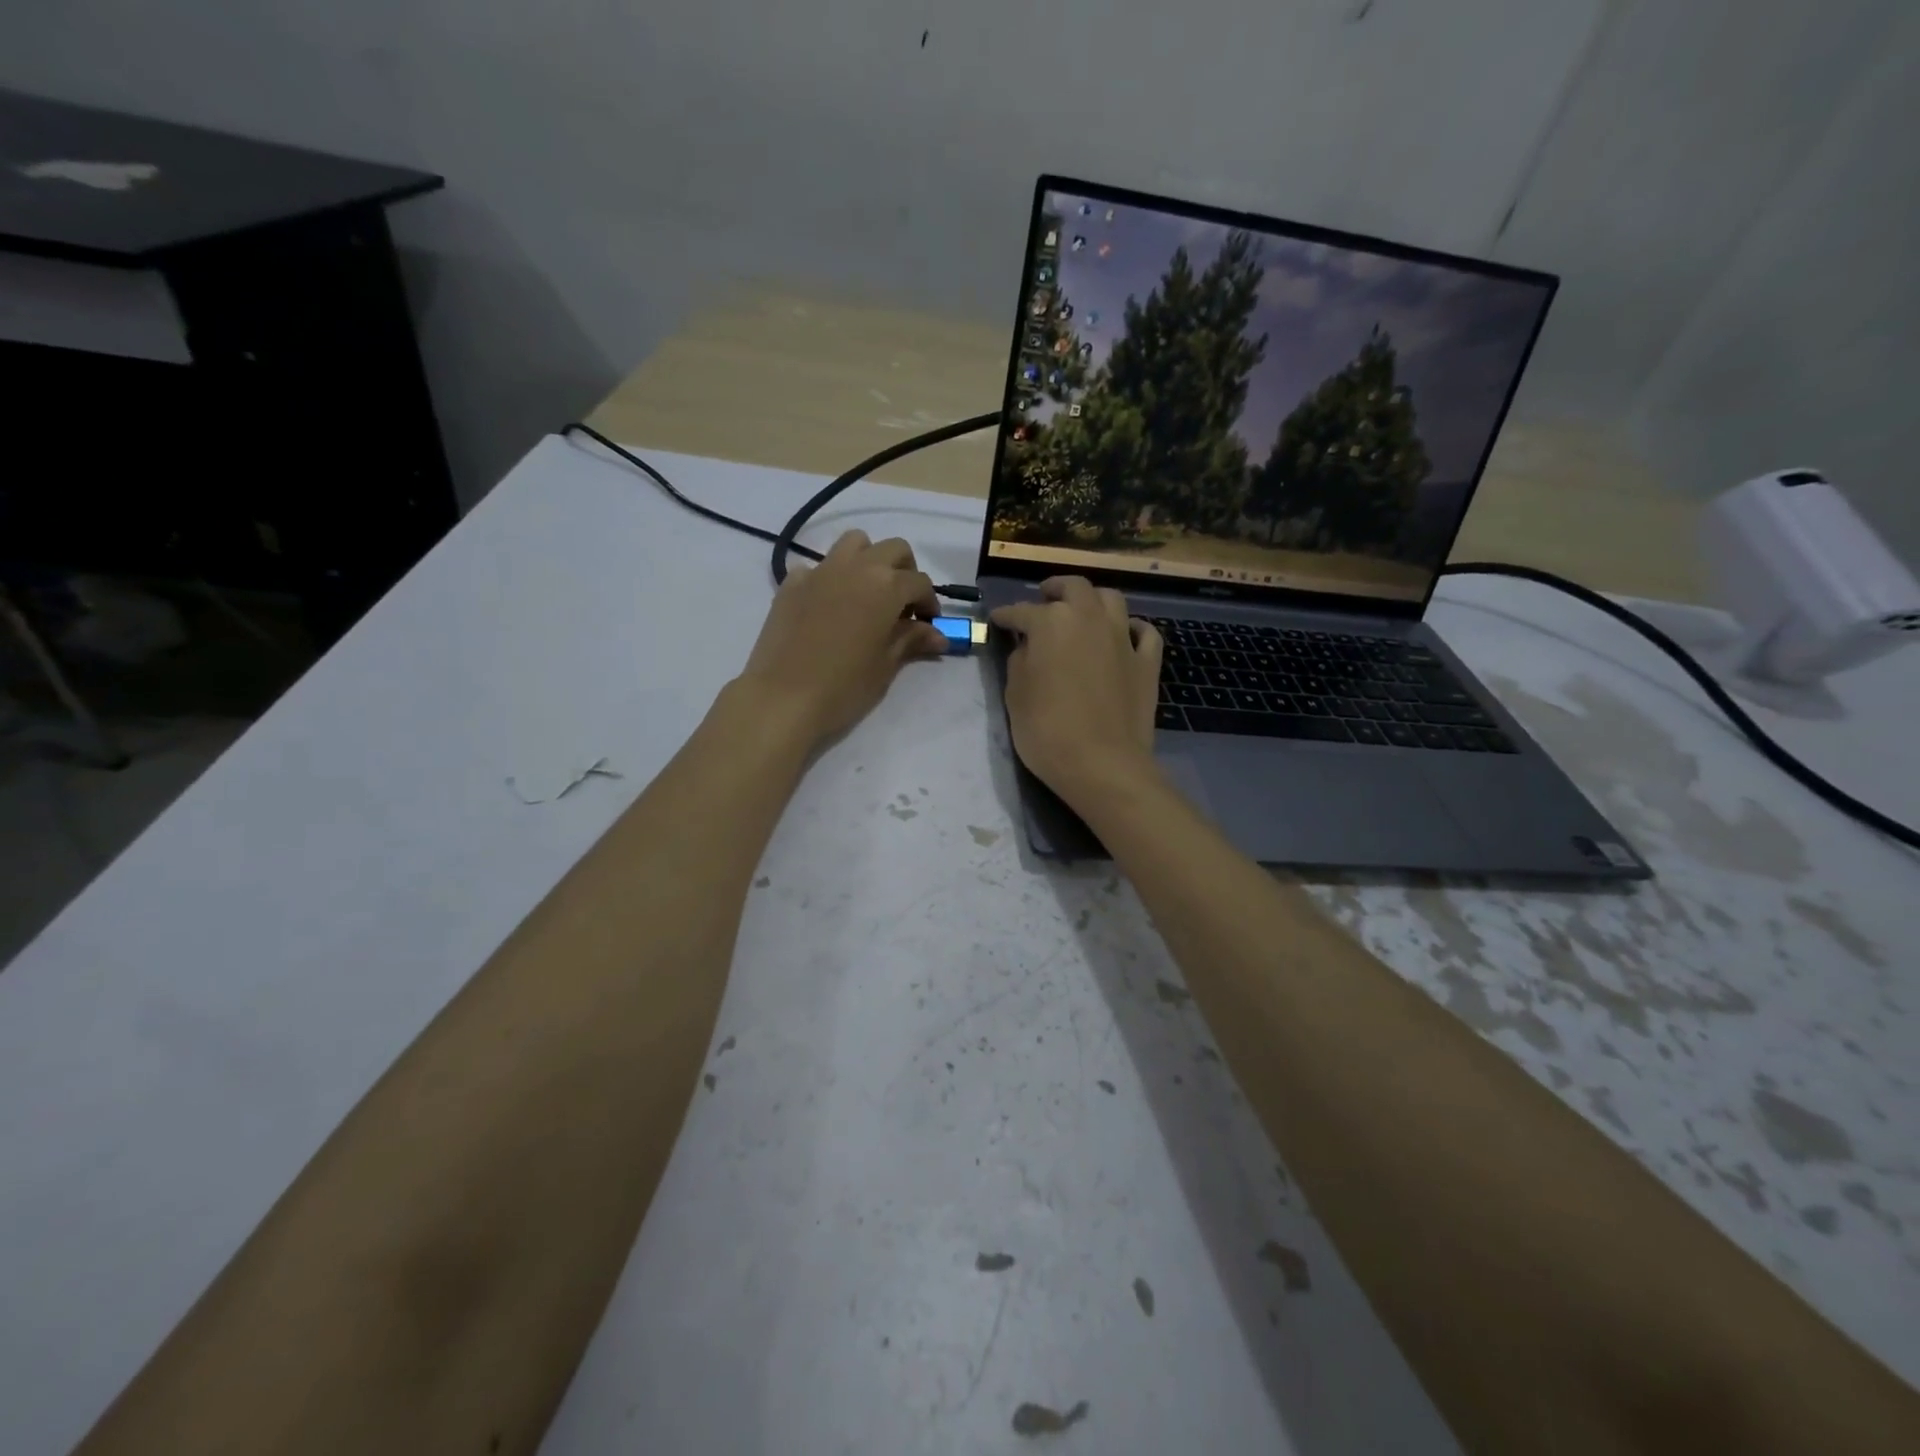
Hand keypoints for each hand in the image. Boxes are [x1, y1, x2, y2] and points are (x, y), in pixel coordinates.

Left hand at [737, 531, 946, 746]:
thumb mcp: (886, 665)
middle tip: (902, 605)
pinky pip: (818, 566)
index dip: (929, 603)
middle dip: (904, 571)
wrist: (783, 697)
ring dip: (868, 560)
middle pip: (892, 550)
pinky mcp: (792, 582)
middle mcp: (856, 567)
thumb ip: (912, 640)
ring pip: (854, 543)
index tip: (928, 625)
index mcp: (886, 585)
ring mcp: (820, 570)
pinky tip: (828, 607)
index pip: (919, 582)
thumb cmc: (844, 686)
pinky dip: (830, 578)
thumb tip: (938, 635)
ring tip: (867, 593)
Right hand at [990, 577, 1162, 804]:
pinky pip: (1144, 632)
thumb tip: (1028, 647)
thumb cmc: (1047, 731)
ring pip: (1111, 599)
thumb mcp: (1015, 696)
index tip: (998, 620)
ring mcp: (1123, 638)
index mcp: (1052, 623)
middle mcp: (1089, 618)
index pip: (1021, 612)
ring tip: (1082, 611)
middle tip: (1044, 599)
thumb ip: (1019, 662)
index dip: (1006, 616)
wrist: (1102, 764)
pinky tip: (1124, 635)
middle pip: (1073, 588)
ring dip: (1093, 599)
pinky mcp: (1147, 662)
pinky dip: (1132, 628)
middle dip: (1055, 589)